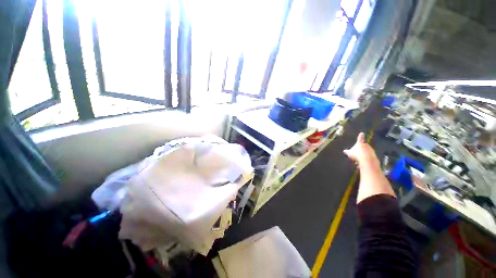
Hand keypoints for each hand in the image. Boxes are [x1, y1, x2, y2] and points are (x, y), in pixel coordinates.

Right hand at [343, 132, 378, 166]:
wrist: (367, 160)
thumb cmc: (357, 154)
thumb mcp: (349, 153)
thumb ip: (347, 151)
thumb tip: (344, 151)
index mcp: (360, 143)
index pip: (360, 138)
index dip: (360, 136)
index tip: (362, 133)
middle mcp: (366, 145)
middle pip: (363, 146)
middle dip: (361, 149)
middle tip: (357, 153)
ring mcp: (371, 150)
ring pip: (366, 151)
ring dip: (363, 154)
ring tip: (359, 158)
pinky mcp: (374, 155)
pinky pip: (369, 156)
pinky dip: (366, 158)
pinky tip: (363, 161)